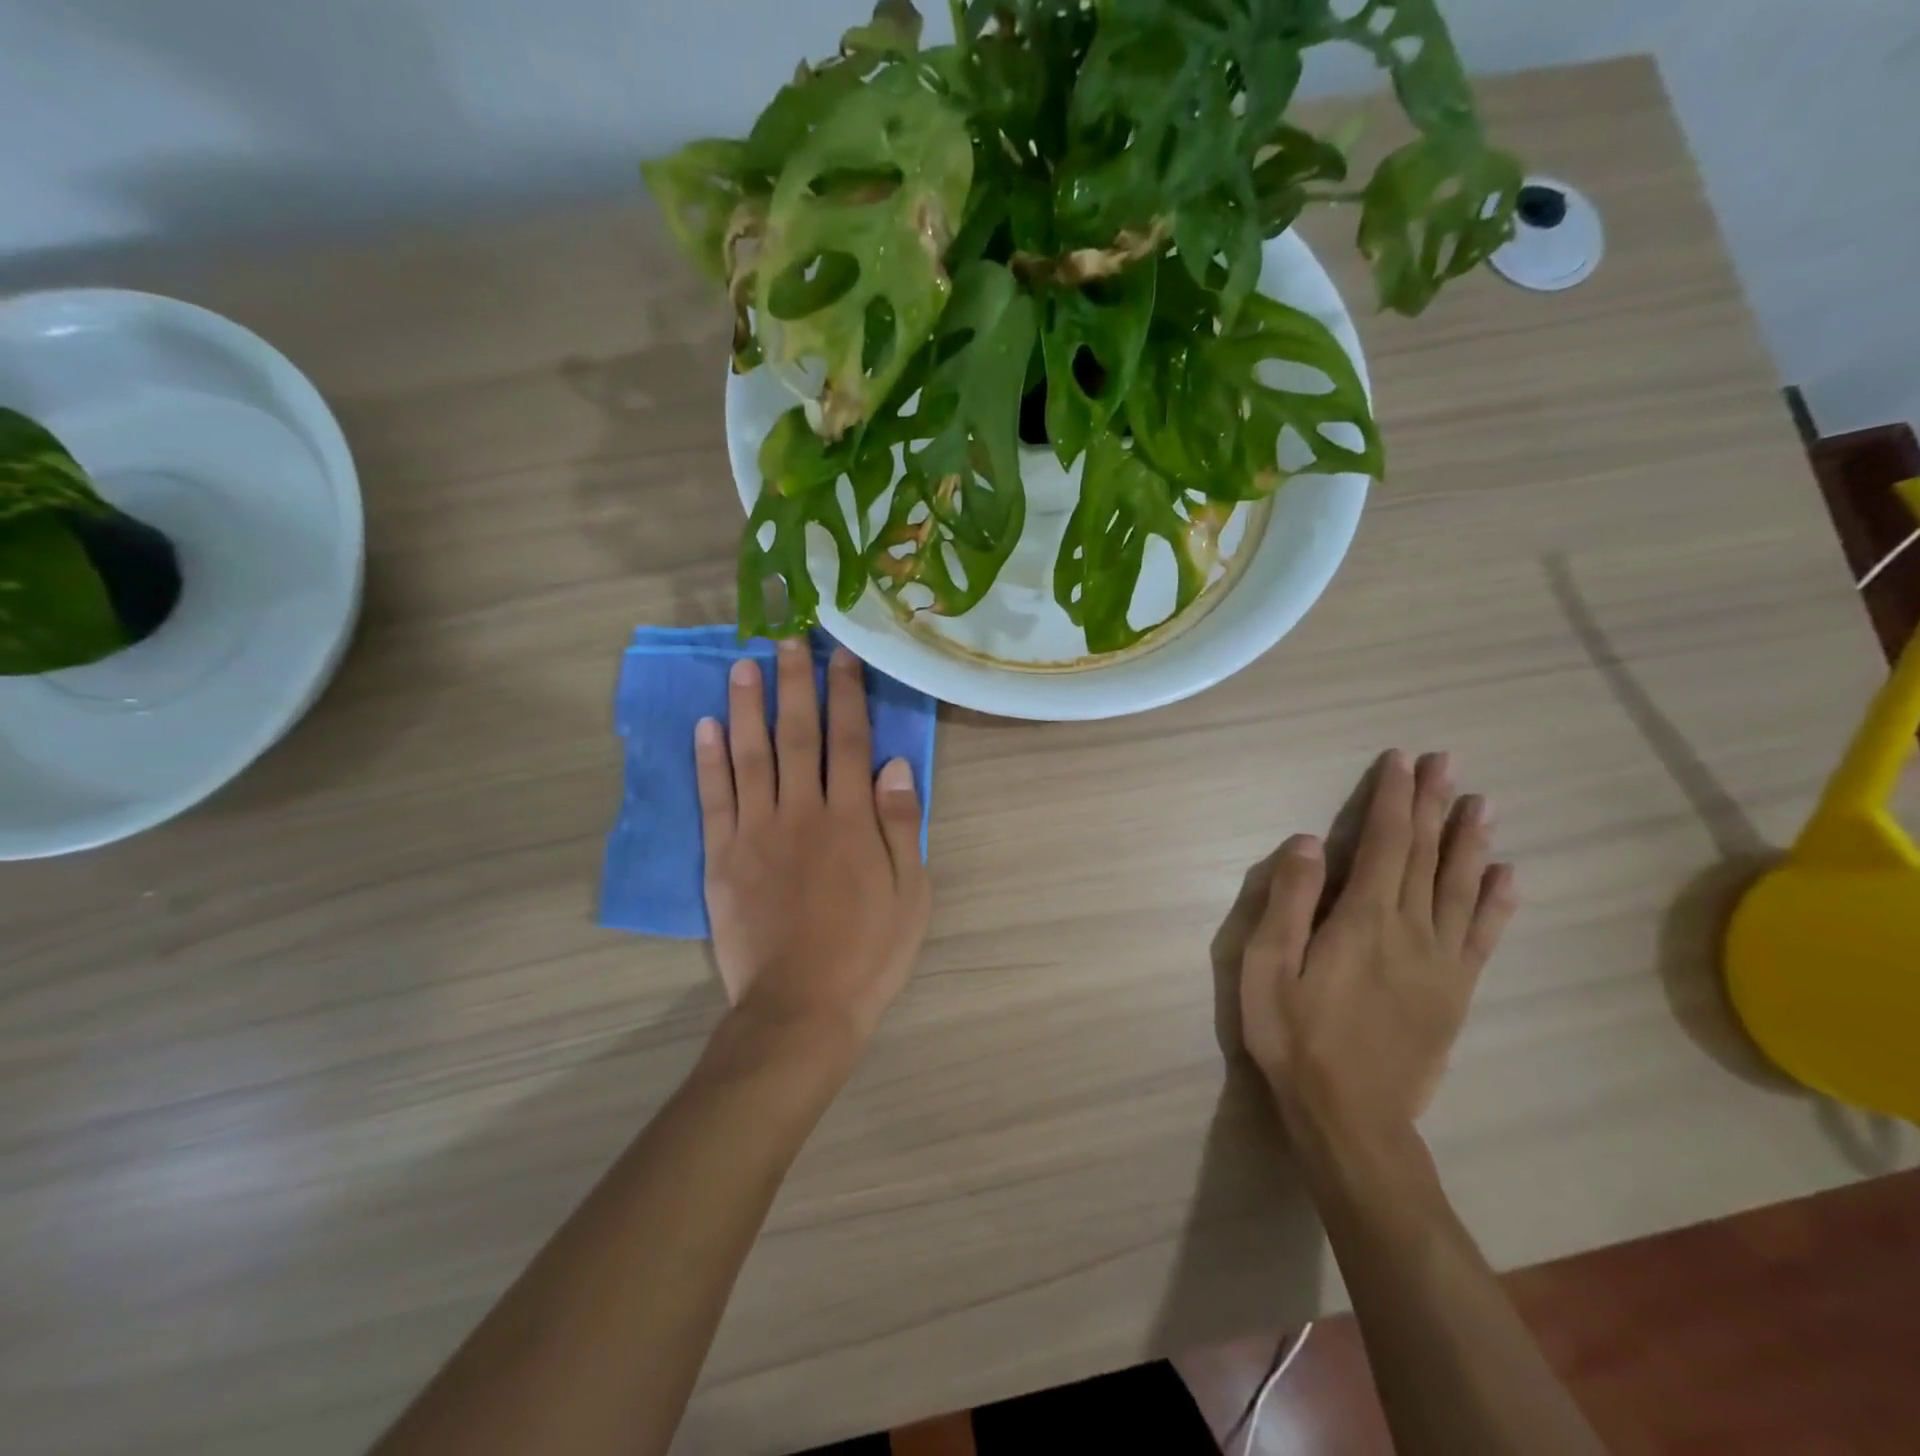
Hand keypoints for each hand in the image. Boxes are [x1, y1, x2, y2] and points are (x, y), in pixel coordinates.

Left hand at [695, 641, 931, 1049]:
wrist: (801, 1008)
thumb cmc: (868, 952)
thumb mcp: (909, 891)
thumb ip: (900, 823)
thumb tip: (894, 763)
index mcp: (851, 819)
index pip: (850, 741)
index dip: (847, 693)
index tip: (842, 653)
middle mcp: (802, 812)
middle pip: (798, 735)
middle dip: (796, 683)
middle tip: (790, 637)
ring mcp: (757, 832)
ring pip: (750, 755)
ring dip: (748, 706)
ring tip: (744, 664)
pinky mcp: (723, 856)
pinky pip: (715, 798)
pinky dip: (709, 760)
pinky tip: (706, 725)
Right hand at [1214, 750, 1516, 1150]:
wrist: (1352, 1118)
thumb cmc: (1294, 1037)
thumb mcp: (1267, 967)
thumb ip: (1288, 901)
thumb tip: (1305, 841)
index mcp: (1363, 919)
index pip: (1383, 842)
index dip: (1393, 799)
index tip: (1401, 762)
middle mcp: (1411, 930)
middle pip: (1425, 854)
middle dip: (1433, 803)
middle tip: (1447, 761)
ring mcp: (1442, 962)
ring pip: (1460, 886)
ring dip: (1470, 840)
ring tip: (1481, 802)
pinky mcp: (1456, 992)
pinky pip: (1483, 936)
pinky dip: (1496, 902)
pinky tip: (1506, 876)